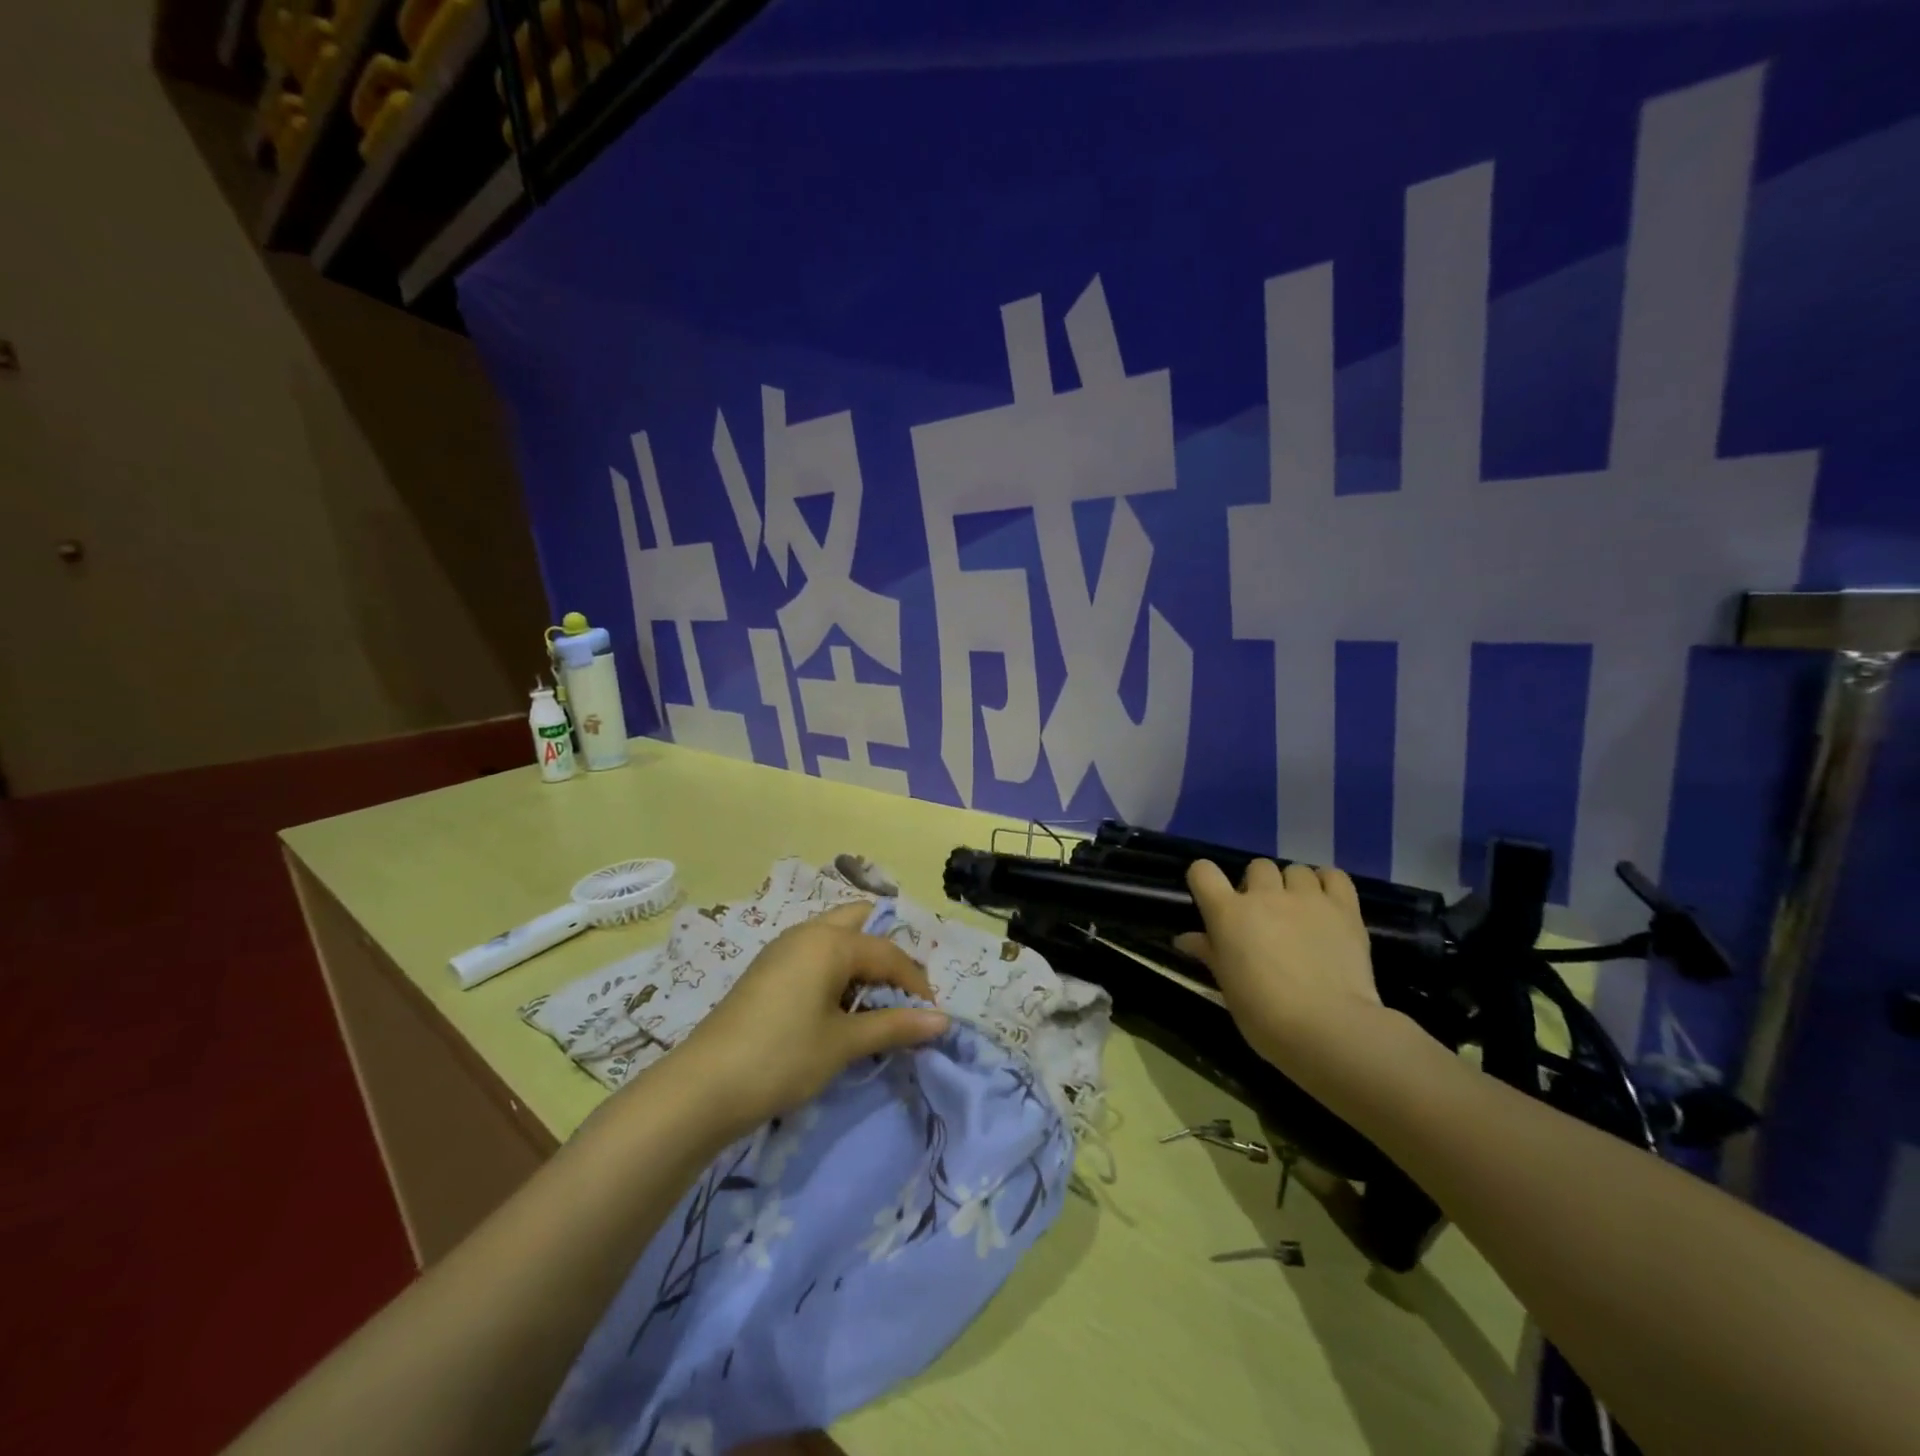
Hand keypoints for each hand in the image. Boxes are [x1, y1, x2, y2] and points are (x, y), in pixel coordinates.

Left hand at [667, 902, 949, 1135]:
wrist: (703, 1087)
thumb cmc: (782, 1057)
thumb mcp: (844, 1043)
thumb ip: (895, 1026)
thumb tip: (943, 1021)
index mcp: (830, 941)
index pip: (888, 953)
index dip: (915, 983)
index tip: (930, 1017)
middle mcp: (807, 933)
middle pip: (860, 923)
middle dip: (886, 954)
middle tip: (900, 994)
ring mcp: (782, 949)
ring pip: (835, 938)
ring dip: (859, 963)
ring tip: (874, 1004)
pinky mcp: (767, 971)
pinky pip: (814, 956)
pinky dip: (835, 972)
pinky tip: (838, 1008)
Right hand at [1174, 859, 1382, 1070]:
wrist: (1328, 1028)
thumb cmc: (1265, 1014)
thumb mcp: (1227, 987)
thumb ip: (1209, 954)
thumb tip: (1185, 939)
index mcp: (1228, 913)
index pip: (1202, 871)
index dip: (1204, 880)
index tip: (1211, 898)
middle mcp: (1265, 895)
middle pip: (1257, 867)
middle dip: (1258, 886)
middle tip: (1265, 917)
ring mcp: (1307, 898)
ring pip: (1295, 869)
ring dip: (1293, 886)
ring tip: (1300, 912)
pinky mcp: (1344, 908)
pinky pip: (1334, 876)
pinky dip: (1328, 883)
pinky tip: (1327, 903)